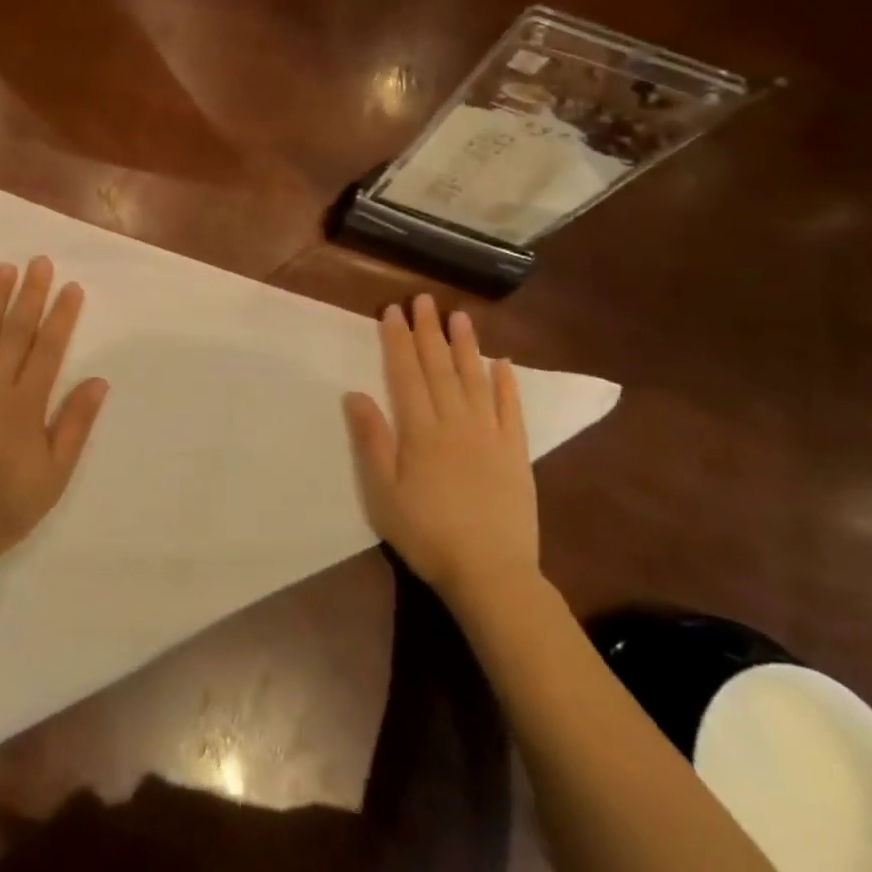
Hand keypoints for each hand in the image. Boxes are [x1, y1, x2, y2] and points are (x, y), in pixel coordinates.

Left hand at [0, 257, 109, 574]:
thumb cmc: (6, 506)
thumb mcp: (54, 474)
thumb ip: (74, 424)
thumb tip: (98, 381)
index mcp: (26, 404)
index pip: (48, 349)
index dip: (61, 316)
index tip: (70, 287)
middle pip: (14, 332)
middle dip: (29, 295)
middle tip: (39, 262)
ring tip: (3, 269)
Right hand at [342, 296, 540, 610]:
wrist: (490, 572)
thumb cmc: (426, 534)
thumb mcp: (383, 492)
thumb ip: (372, 440)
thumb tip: (355, 394)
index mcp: (420, 431)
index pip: (406, 375)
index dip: (397, 341)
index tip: (392, 312)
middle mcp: (456, 423)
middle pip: (439, 368)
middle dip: (428, 332)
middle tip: (423, 299)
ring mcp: (490, 435)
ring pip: (475, 380)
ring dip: (465, 346)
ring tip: (459, 316)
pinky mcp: (516, 453)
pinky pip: (511, 409)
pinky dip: (506, 383)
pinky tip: (502, 362)